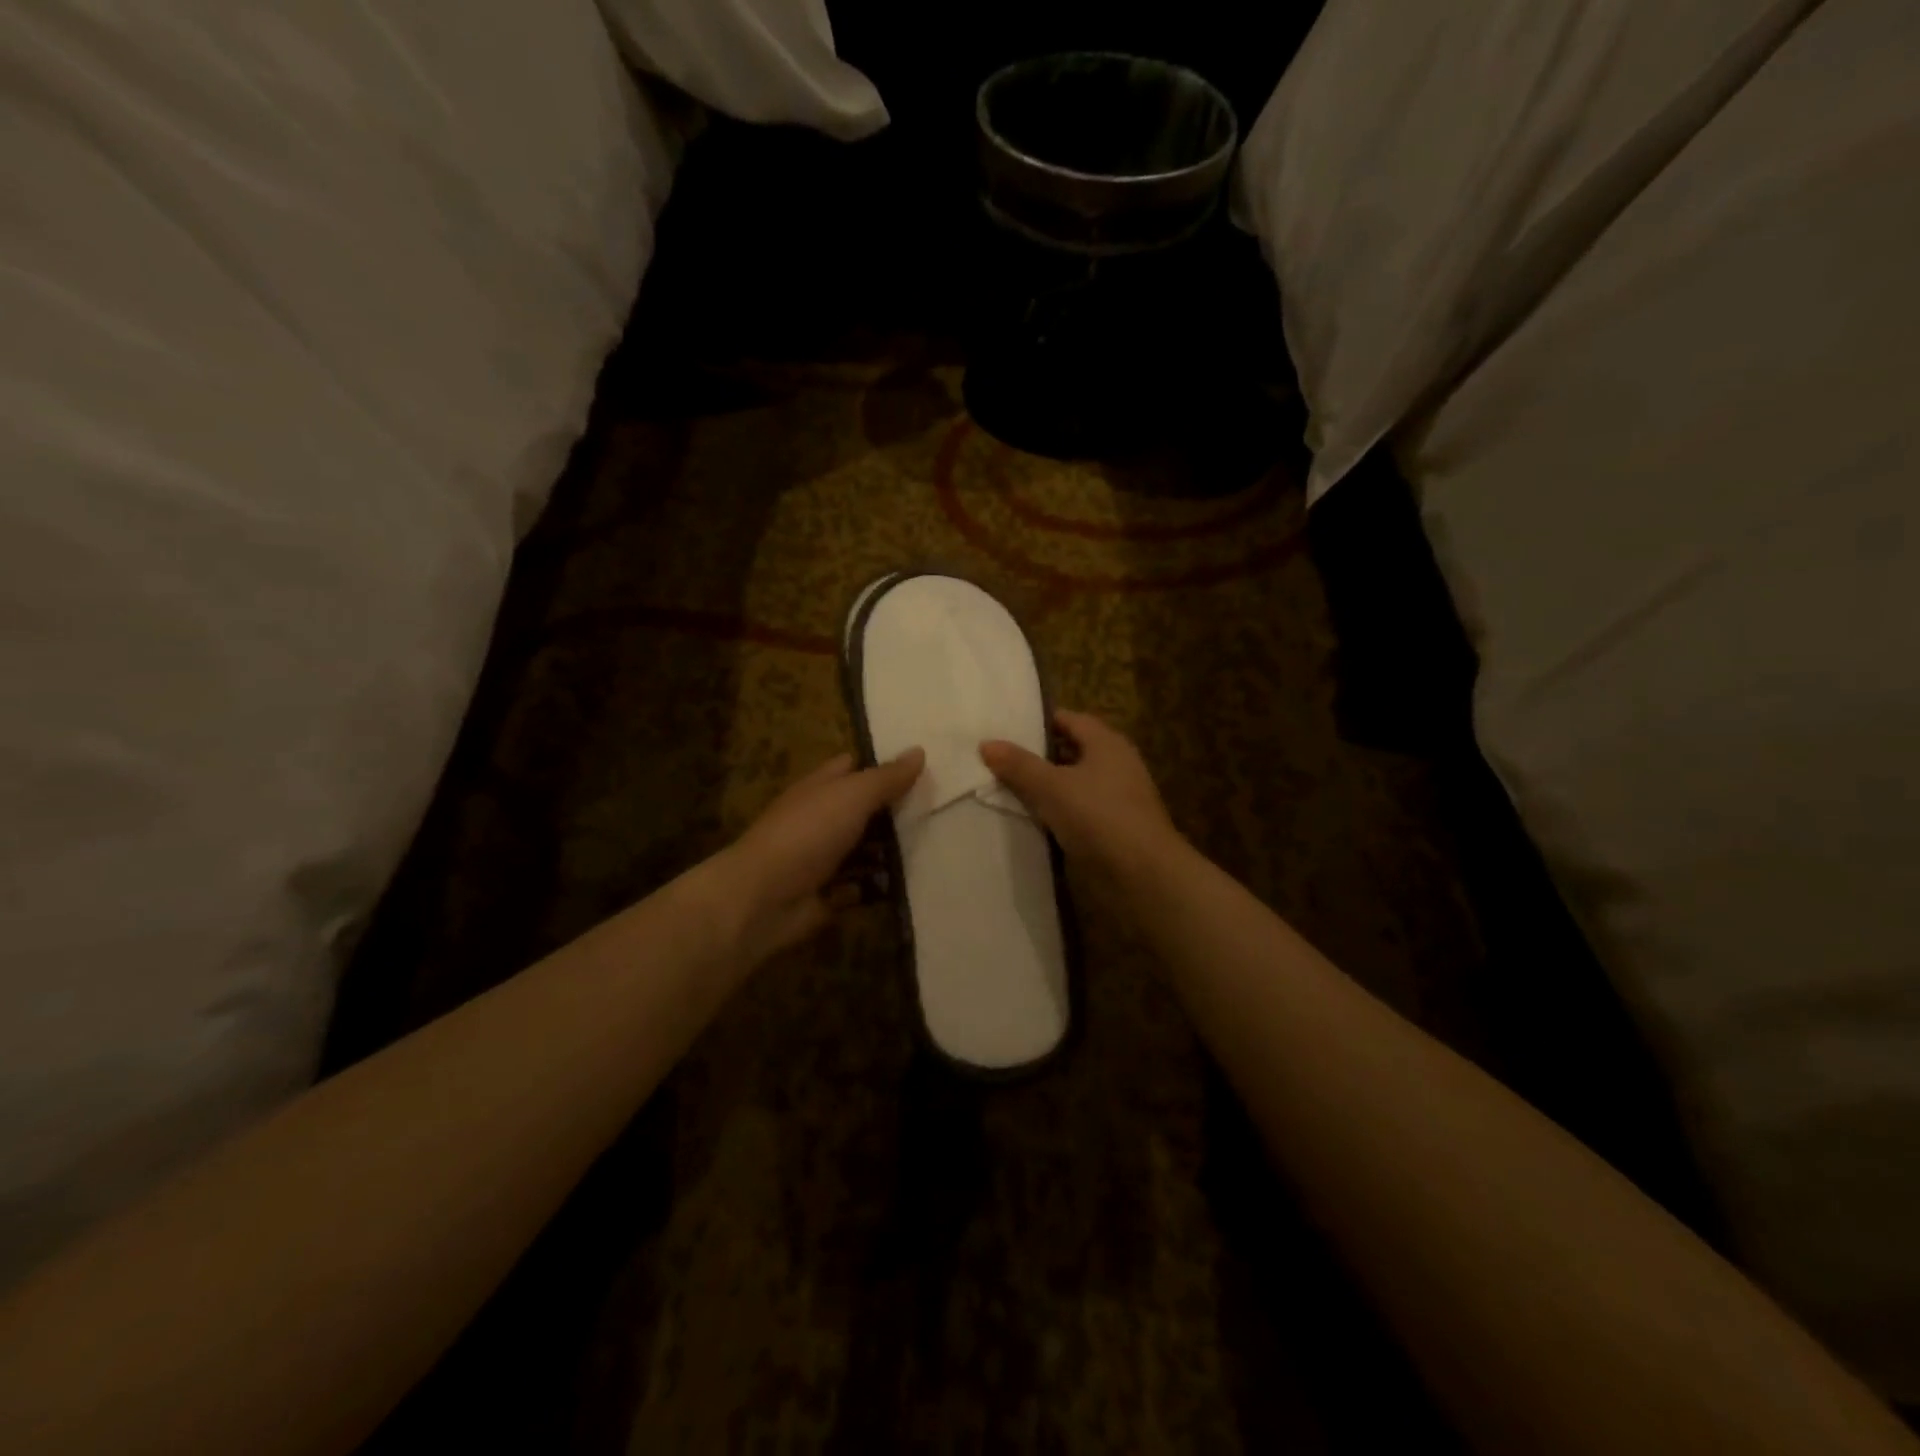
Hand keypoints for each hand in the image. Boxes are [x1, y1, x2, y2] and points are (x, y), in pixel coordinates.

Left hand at [718, 748, 924, 964]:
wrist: (763, 899)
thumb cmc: (807, 834)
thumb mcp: (852, 796)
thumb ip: (886, 777)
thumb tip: (919, 750)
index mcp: (820, 788)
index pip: (852, 767)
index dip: (881, 765)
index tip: (921, 769)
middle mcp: (819, 820)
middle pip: (862, 810)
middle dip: (894, 811)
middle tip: (939, 811)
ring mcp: (822, 858)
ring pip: (864, 849)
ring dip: (891, 851)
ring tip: (934, 847)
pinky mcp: (827, 894)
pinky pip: (860, 886)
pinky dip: (878, 886)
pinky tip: (908, 882)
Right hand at [980, 710, 1184, 892]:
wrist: (1142, 874)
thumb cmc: (1098, 817)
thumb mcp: (1051, 787)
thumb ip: (1019, 765)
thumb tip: (986, 743)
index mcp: (1106, 743)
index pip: (1068, 720)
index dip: (1038, 723)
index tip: (1004, 729)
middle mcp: (1115, 764)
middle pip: (1070, 751)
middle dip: (1036, 757)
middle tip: (997, 760)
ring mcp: (1115, 798)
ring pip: (1072, 784)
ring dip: (1044, 787)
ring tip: (1004, 789)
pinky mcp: (1112, 828)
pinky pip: (1076, 811)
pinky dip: (1055, 812)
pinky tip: (1030, 820)